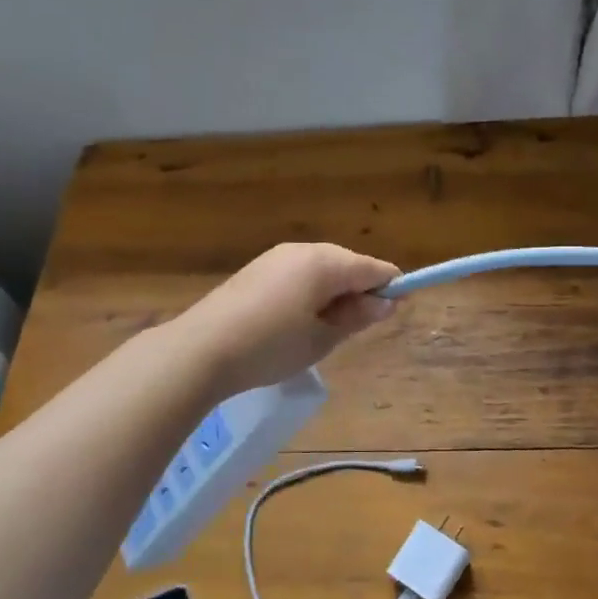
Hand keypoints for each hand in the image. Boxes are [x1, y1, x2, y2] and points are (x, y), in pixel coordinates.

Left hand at [172, 242, 399, 397]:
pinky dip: (309, 292)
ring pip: (322, 268)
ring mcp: (277, 257)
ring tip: (322, 330)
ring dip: (333, 292)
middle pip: (348, 263)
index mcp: (326, 263)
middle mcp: (304, 250)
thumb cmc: (270, 346)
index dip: (391, 288)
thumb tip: (386, 303)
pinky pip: (298, 274)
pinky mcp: (257, 269)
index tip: (395, 312)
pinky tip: (295, 321)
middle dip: (359, 290)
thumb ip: (357, 317)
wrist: (201, 349)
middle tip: (354, 329)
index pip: (374, 268)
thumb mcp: (321, 339)